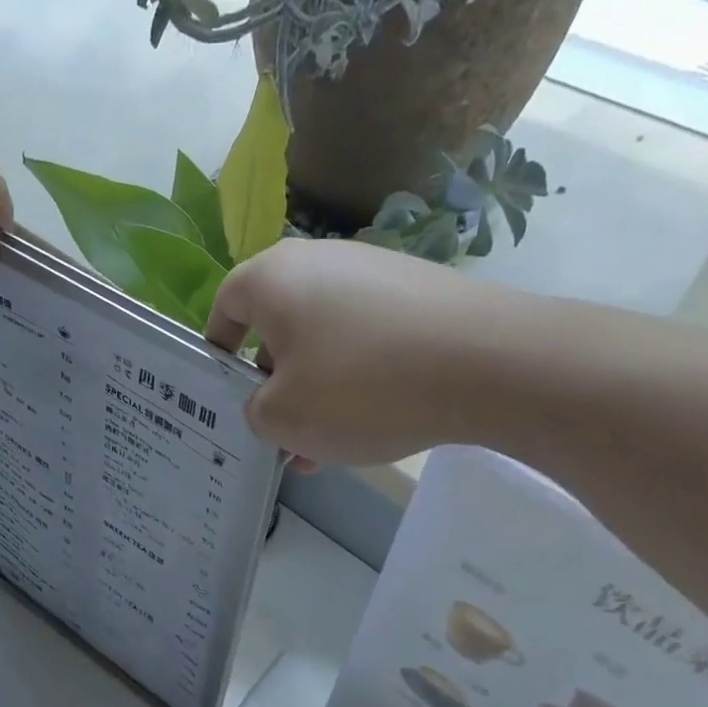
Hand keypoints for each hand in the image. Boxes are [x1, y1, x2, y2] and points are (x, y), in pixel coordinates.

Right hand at [205, 238, 515, 467]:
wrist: (488, 362)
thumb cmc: (361, 386)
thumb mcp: (284, 418)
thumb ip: (255, 412)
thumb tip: (269, 403)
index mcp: (273, 278)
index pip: (225, 306)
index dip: (218, 352)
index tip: (226, 393)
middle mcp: (319, 261)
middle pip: (277, 326)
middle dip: (274, 384)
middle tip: (281, 434)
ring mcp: (374, 272)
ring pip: (324, 339)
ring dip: (316, 390)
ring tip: (328, 445)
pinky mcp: (417, 292)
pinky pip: (367, 339)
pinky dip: (358, 378)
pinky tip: (373, 422)